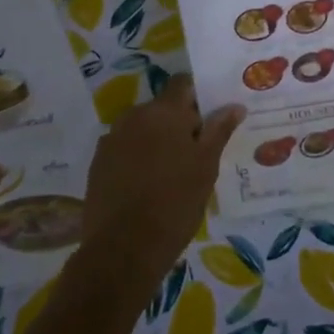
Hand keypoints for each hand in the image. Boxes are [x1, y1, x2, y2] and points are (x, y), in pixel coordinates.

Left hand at [80, 76, 243, 294]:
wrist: (123, 248)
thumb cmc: (175, 202)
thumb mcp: (206, 166)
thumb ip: (219, 130)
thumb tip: (234, 105)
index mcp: (164, 112)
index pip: (183, 84)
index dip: (198, 97)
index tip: (211, 119)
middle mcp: (134, 116)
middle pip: (162, 108)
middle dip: (179, 123)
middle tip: (196, 153)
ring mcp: (111, 139)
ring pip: (142, 129)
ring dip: (157, 140)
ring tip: (172, 172)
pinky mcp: (98, 163)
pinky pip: (125, 149)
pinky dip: (138, 158)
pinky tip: (147, 185)